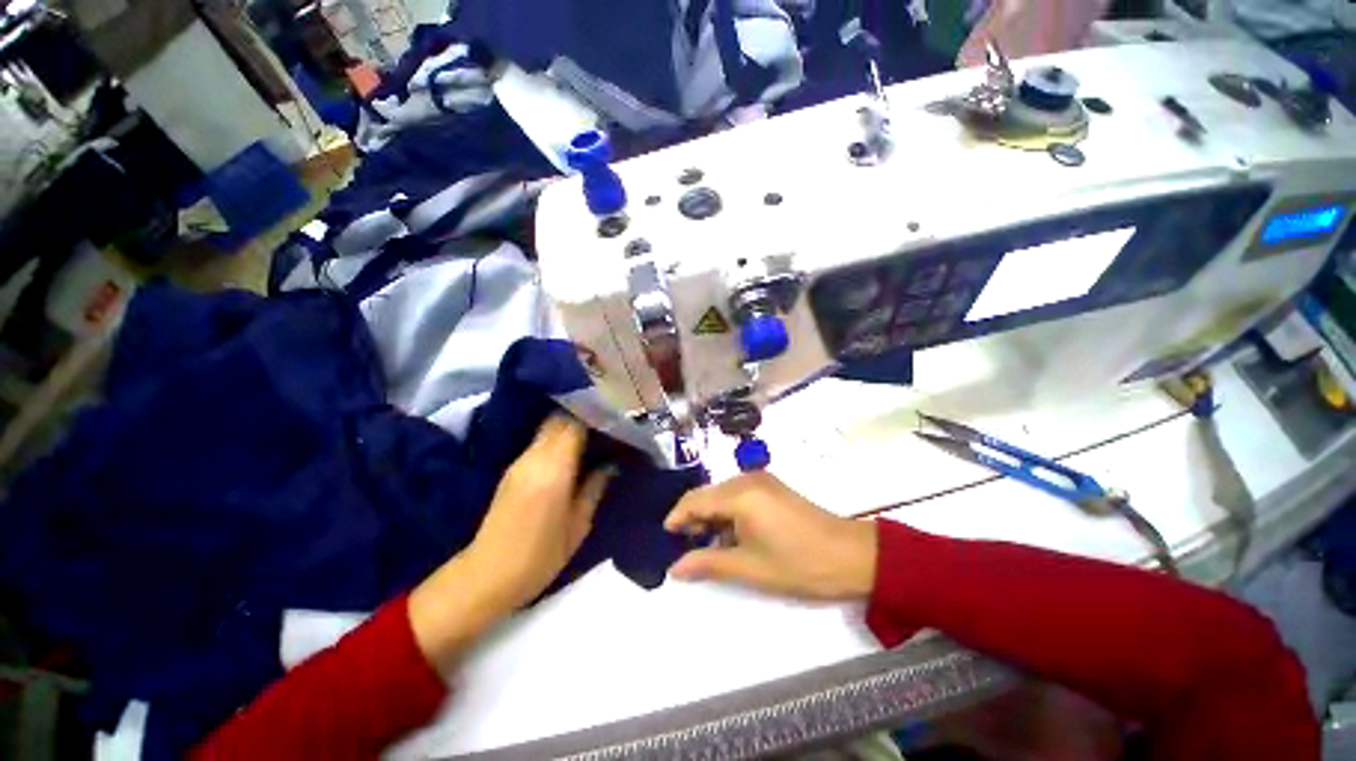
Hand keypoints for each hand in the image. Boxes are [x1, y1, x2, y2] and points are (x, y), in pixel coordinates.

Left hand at [409, 415, 610, 668]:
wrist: (488, 576)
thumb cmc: (541, 556)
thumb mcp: (579, 524)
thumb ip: (595, 487)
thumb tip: (610, 464)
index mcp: (554, 468)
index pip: (574, 423)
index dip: (594, 415)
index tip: (614, 417)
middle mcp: (534, 457)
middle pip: (558, 419)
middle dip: (582, 415)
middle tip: (606, 423)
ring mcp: (520, 462)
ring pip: (547, 428)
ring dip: (569, 426)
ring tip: (593, 434)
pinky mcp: (512, 470)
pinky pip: (539, 442)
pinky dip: (557, 438)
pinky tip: (571, 450)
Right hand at [664, 472, 876, 600]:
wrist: (851, 556)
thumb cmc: (797, 564)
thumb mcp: (748, 567)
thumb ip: (707, 563)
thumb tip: (674, 568)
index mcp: (739, 494)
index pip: (695, 499)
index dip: (677, 517)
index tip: (666, 536)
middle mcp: (747, 479)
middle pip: (708, 494)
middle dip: (694, 518)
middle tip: (687, 547)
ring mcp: (761, 480)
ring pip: (722, 494)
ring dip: (712, 516)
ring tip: (707, 544)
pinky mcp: (772, 487)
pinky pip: (739, 495)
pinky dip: (728, 513)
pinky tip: (731, 534)